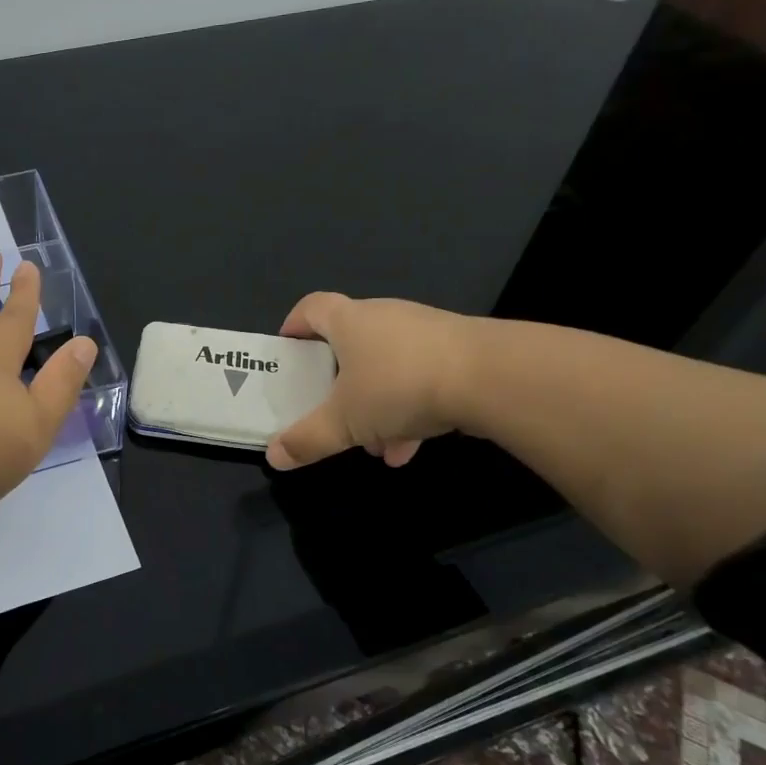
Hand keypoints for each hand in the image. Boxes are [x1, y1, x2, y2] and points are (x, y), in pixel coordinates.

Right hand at [265, 292, 480, 470]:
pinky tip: (409, 447)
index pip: (311, 308)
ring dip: (375, 405)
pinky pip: (419, 379)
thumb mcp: (345, 421)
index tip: (288, 352)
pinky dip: (408, 410)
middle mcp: (385, 317)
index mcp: (349, 321)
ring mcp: (424, 333)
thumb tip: (273, 456)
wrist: (492, 377)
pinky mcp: (457, 352)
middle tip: (330, 410)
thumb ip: (308, 439)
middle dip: (338, 383)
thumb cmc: (399, 385)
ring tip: (375, 444)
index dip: (294, 326)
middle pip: (350, 343)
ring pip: (386, 367)